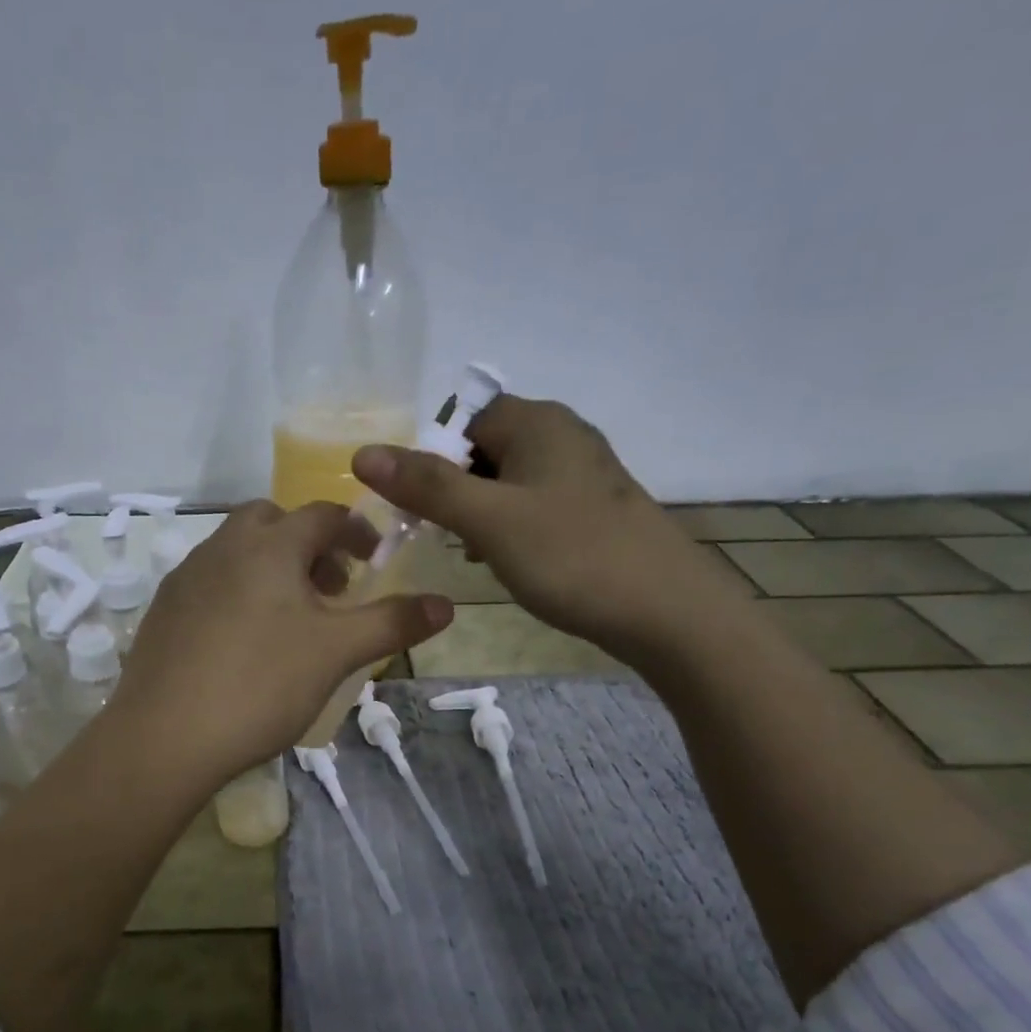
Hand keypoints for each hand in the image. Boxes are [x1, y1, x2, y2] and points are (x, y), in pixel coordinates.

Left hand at [110, 502, 452, 783]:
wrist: (164, 737)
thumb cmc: (261, 685)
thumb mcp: (337, 653)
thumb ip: (393, 623)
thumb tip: (447, 603)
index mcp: (268, 546)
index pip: (322, 515)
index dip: (355, 531)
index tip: (373, 559)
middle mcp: (222, 548)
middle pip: (271, 522)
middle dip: (307, 544)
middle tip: (329, 587)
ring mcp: (185, 578)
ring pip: (236, 551)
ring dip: (270, 567)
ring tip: (290, 618)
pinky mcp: (162, 612)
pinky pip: (209, 582)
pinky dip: (237, 591)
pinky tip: (243, 641)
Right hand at [352, 396, 739, 665]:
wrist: (668, 611)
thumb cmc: (572, 556)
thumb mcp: (489, 520)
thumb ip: (427, 486)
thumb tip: (362, 453)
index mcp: (537, 422)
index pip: (462, 419)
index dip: (430, 459)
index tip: (416, 508)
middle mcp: (562, 434)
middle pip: (483, 449)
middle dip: (453, 489)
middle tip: (442, 535)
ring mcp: (582, 472)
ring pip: (507, 480)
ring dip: (480, 512)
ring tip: (474, 553)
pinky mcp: (593, 508)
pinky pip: (534, 504)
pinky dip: (510, 527)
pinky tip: (509, 561)